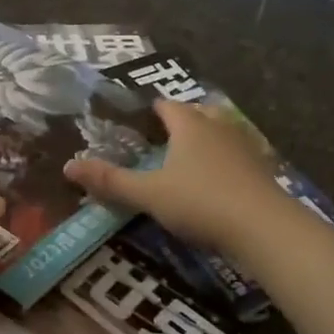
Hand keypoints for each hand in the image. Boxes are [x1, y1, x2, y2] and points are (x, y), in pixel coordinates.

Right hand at [66, 98, 289, 256]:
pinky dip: (225, 162)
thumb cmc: (200, 202)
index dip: (151, 110)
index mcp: (188, 124)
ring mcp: (244, 146)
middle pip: (196, 113)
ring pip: (220, 132)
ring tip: (187, 159)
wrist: (265, 228)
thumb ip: (111, 181)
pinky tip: (218, 182)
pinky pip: (237, 155)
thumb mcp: (149, 194)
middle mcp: (217, 126)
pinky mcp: (262, 169)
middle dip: (180, 121)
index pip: (166, 105)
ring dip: (205, 140)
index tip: (136, 121)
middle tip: (161, 139)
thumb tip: (68, 165)